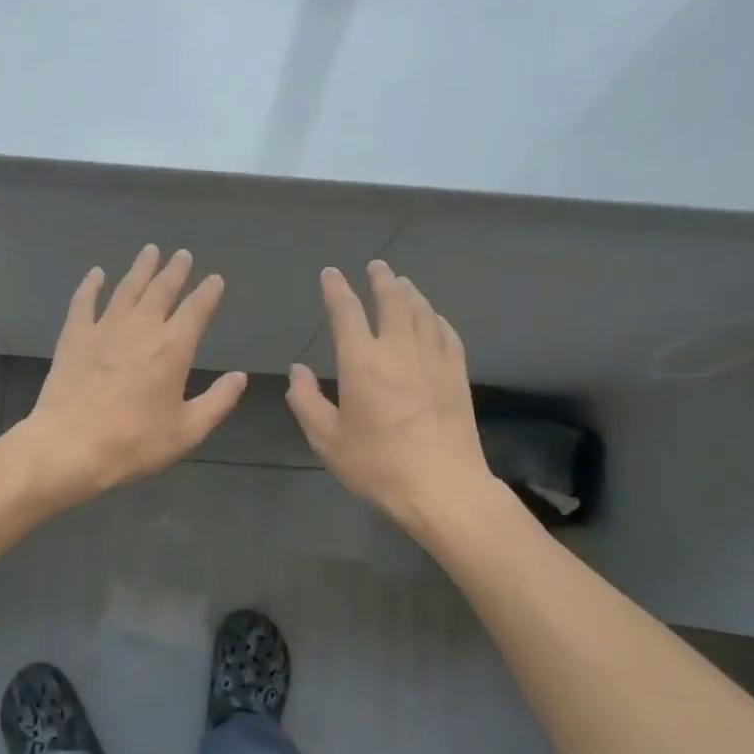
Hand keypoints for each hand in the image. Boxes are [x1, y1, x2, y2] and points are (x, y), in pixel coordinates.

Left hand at [12, 246, 247, 504]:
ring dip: (141, 269)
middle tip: (183, 255)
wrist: (71, 446)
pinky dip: (92, 285)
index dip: (208, 292)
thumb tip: (240, 377)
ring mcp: (104, 328)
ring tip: (151, 251)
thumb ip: (218, 401)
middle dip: (175, 271)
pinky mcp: (74, 337)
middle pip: (162, 290)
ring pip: (127, 288)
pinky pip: (84, 302)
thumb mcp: (187, 430)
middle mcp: (141, 327)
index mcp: (173, 347)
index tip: (214, 279)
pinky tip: (97, 273)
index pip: (197, 309)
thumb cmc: (134, 443)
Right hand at [286, 261, 491, 527]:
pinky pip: (447, 334)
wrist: (442, 486)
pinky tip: (434, 318)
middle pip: (392, 301)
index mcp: (362, 362)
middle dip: (381, 280)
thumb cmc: (378, 465)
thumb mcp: (327, 439)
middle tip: (376, 266)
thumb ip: (306, 401)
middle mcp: (398, 350)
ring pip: (422, 312)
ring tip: (403, 283)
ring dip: (410, 293)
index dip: (336, 289)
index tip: (331, 273)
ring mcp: (433, 360)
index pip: (346, 312)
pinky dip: (436, 319)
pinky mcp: (457, 375)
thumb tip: (297, 370)